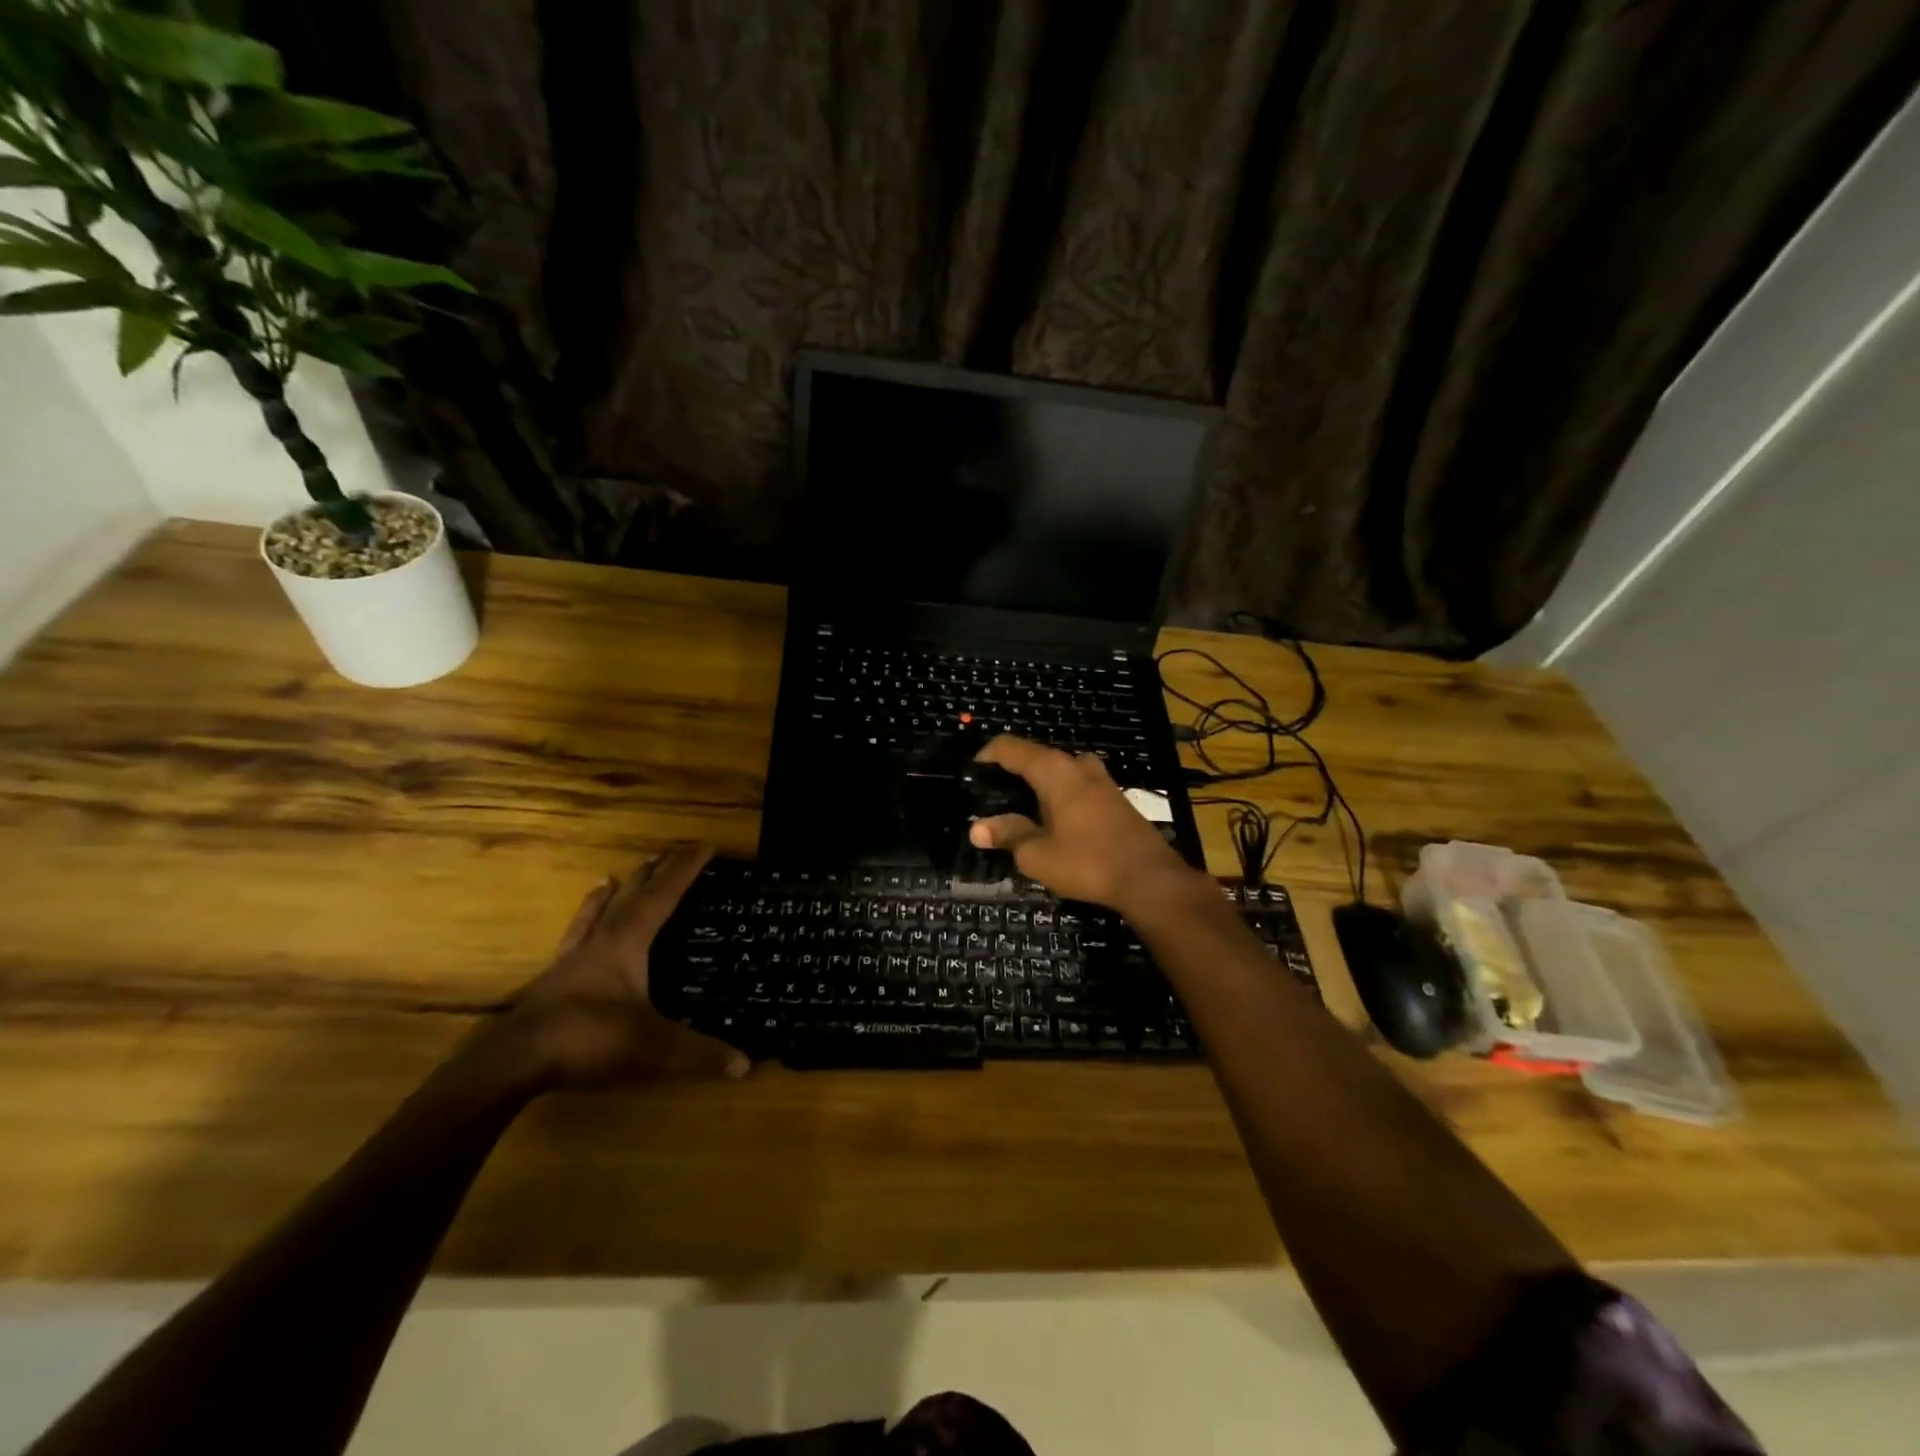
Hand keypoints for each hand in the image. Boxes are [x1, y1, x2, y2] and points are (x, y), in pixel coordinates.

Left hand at [486, 844, 749, 1091]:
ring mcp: (572, 962)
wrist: (513, 1062)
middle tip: (666, 853)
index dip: (686, 870)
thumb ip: (699, 1053)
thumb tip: (746, 1064)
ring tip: (611, 876)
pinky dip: (578, 930)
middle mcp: (601, 942)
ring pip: (594, 916)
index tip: (706, 846)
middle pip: (630, 898)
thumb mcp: (653, 1047)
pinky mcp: (552, 983)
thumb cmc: (588, 1038)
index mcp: (628, 943)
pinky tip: (577, 933)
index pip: (664, 896)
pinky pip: (570, 944)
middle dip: (652, 875)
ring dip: (608, 896)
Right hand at [968, 736, 1195, 911]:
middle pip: (1034, 757)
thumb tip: (977, 828)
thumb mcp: (1037, 854)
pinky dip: (1057, 795)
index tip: (971, 774)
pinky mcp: (1114, 796)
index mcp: (1053, 769)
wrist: (1149, 879)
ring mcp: (1100, 778)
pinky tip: (1050, 821)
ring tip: (1018, 811)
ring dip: (1036, 786)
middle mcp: (1077, 764)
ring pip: (1057, 771)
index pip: (1010, 747)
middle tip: (990, 800)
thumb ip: (1007, 835)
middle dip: (1010, 774)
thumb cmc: (1087, 862)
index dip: (986, 756)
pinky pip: (1075, 785)